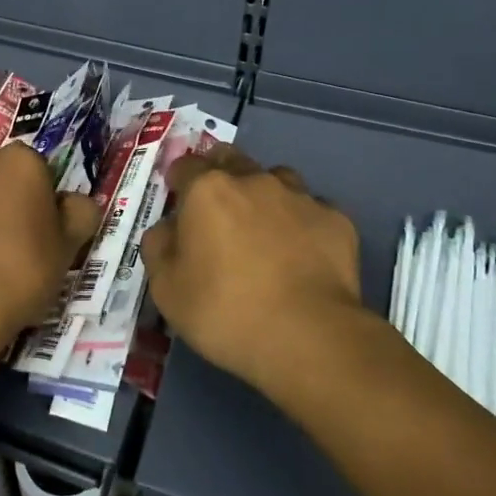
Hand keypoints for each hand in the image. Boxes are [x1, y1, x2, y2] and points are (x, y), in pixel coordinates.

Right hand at [141, 146, 365, 390]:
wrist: (306, 335)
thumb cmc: (224, 310)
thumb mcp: (166, 288)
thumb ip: (159, 247)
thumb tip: (167, 229)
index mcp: (208, 190)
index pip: (185, 166)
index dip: (177, 179)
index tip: (177, 197)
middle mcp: (254, 181)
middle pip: (231, 159)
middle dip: (220, 173)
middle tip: (216, 207)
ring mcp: (300, 197)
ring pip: (277, 179)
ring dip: (264, 195)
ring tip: (263, 228)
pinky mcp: (336, 220)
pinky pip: (312, 211)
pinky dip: (301, 224)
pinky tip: (301, 252)